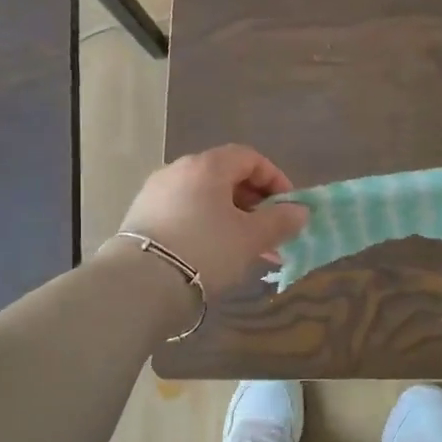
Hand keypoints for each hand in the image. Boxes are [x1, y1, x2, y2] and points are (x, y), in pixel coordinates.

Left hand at [110, 145, 308, 295]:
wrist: (140, 284)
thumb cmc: (206, 250)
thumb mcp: (252, 237)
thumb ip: (280, 221)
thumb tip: (300, 211)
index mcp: (207, 166)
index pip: (249, 157)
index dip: (274, 179)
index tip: (288, 207)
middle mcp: (178, 170)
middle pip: (226, 177)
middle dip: (254, 204)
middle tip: (270, 232)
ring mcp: (156, 193)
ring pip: (205, 199)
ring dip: (232, 218)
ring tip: (248, 249)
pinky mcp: (142, 217)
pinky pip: (185, 213)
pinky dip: (207, 226)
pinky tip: (216, 254)